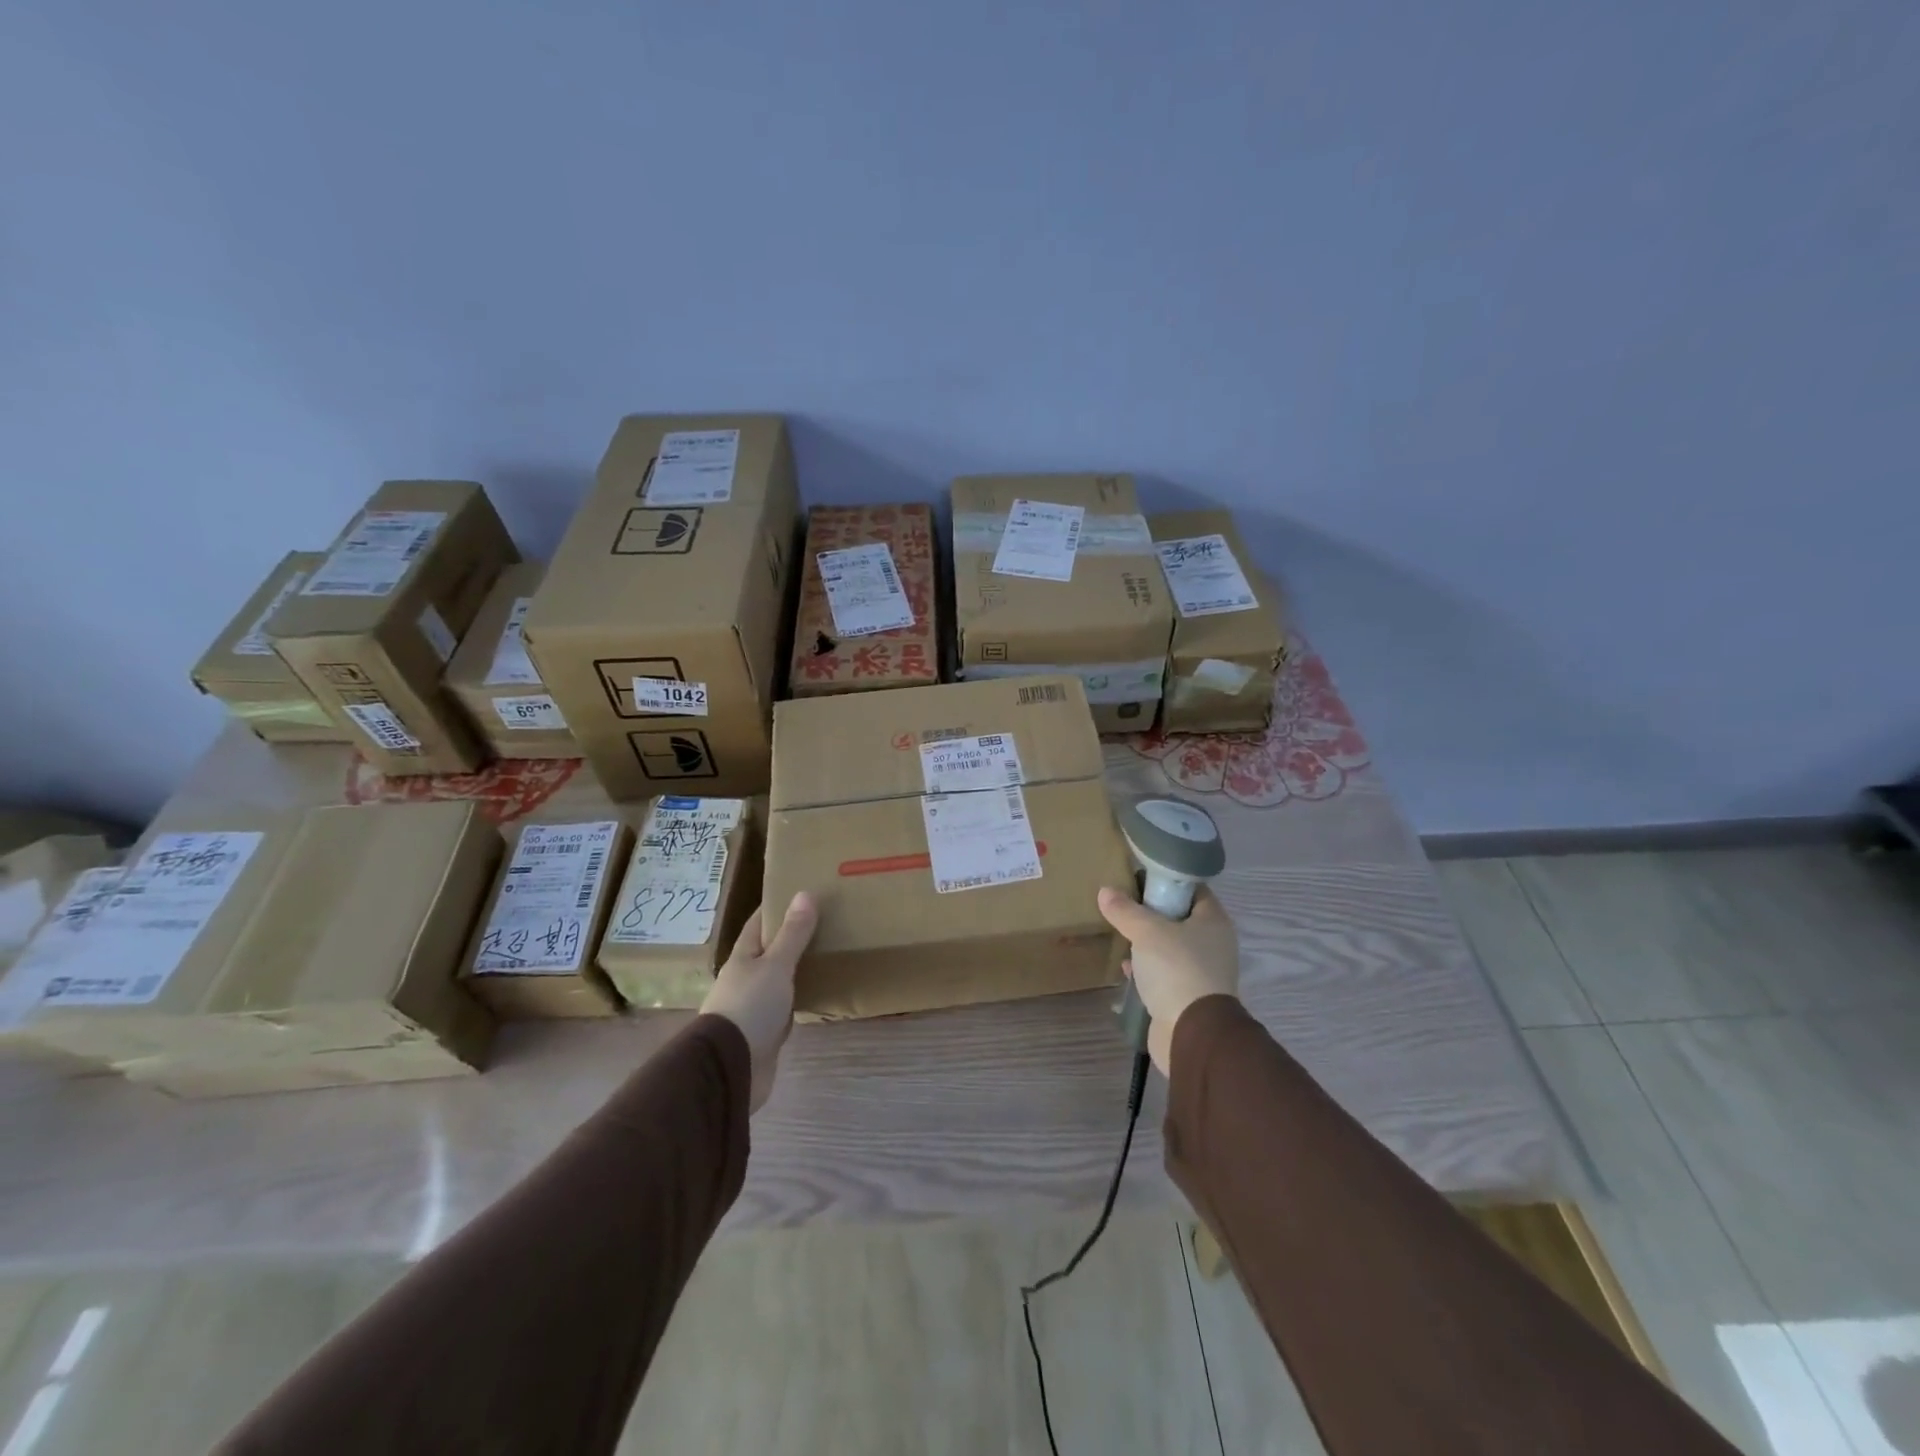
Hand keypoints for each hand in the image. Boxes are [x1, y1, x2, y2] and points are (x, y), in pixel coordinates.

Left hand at [701, 892, 818, 1111]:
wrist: (731, 1067)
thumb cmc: (750, 1006)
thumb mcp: (775, 965)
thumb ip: (792, 934)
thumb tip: (805, 893)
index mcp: (743, 956)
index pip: (759, 922)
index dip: (777, 906)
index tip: (802, 892)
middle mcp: (746, 977)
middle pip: (770, 950)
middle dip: (792, 936)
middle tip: (826, 921)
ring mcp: (753, 1006)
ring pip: (779, 978)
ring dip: (797, 968)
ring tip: (828, 953)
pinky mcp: (765, 1031)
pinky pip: (786, 1006)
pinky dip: (800, 997)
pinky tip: (819, 994)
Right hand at [1096, 886, 1238, 1076]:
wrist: (1191, 1034)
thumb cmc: (1177, 969)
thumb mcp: (1146, 932)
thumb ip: (1125, 910)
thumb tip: (1105, 891)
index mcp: (1213, 921)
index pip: (1193, 889)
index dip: (1167, 881)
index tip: (1139, 879)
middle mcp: (1213, 944)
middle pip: (1180, 918)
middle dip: (1152, 913)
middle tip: (1124, 906)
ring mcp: (1202, 972)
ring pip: (1170, 947)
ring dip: (1148, 943)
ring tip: (1121, 934)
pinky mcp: (1188, 996)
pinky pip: (1164, 973)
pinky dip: (1147, 969)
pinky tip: (1127, 968)